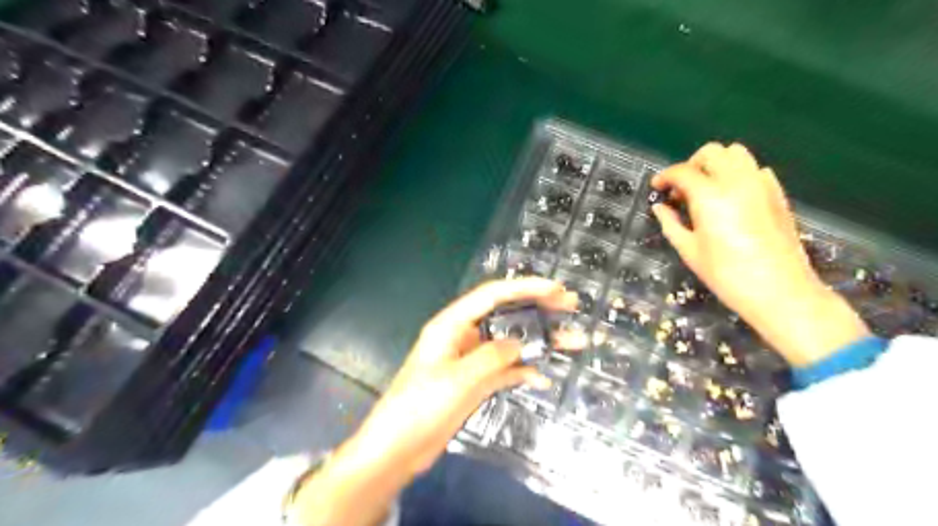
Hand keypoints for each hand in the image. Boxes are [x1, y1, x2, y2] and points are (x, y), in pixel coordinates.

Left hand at [292, 277, 584, 523]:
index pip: (493, 295)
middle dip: (538, 308)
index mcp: (452, 324)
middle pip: (506, 314)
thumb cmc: (419, 407)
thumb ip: (491, 357)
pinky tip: (543, 378)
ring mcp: (472, 359)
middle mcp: (464, 336)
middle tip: (571, 305)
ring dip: (539, 342)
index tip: (555, 288)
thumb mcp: (457, 379)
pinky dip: (524, 371)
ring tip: (573, 340)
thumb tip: (520, 343)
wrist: (398, 449)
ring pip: (511, 342)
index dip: (525, 288)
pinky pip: (506, 369)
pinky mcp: (477, 381)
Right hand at [651, 143, 867, 366]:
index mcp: (710, 196)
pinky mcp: (777, 193)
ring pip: (736, 153)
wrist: (780, 290)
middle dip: (691, 165)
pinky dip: (738, 173)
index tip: (656, 188)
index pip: (682, 171)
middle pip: (711, 152)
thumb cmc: (726, 274)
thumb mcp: (689, 251)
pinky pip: (755, 169)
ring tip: (705, 188)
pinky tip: (730, 196)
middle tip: (681, 189)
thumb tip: (660, 207)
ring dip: (715, 164)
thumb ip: (671, 223)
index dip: (665, 177)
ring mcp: (761, 184)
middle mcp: (736, 181)